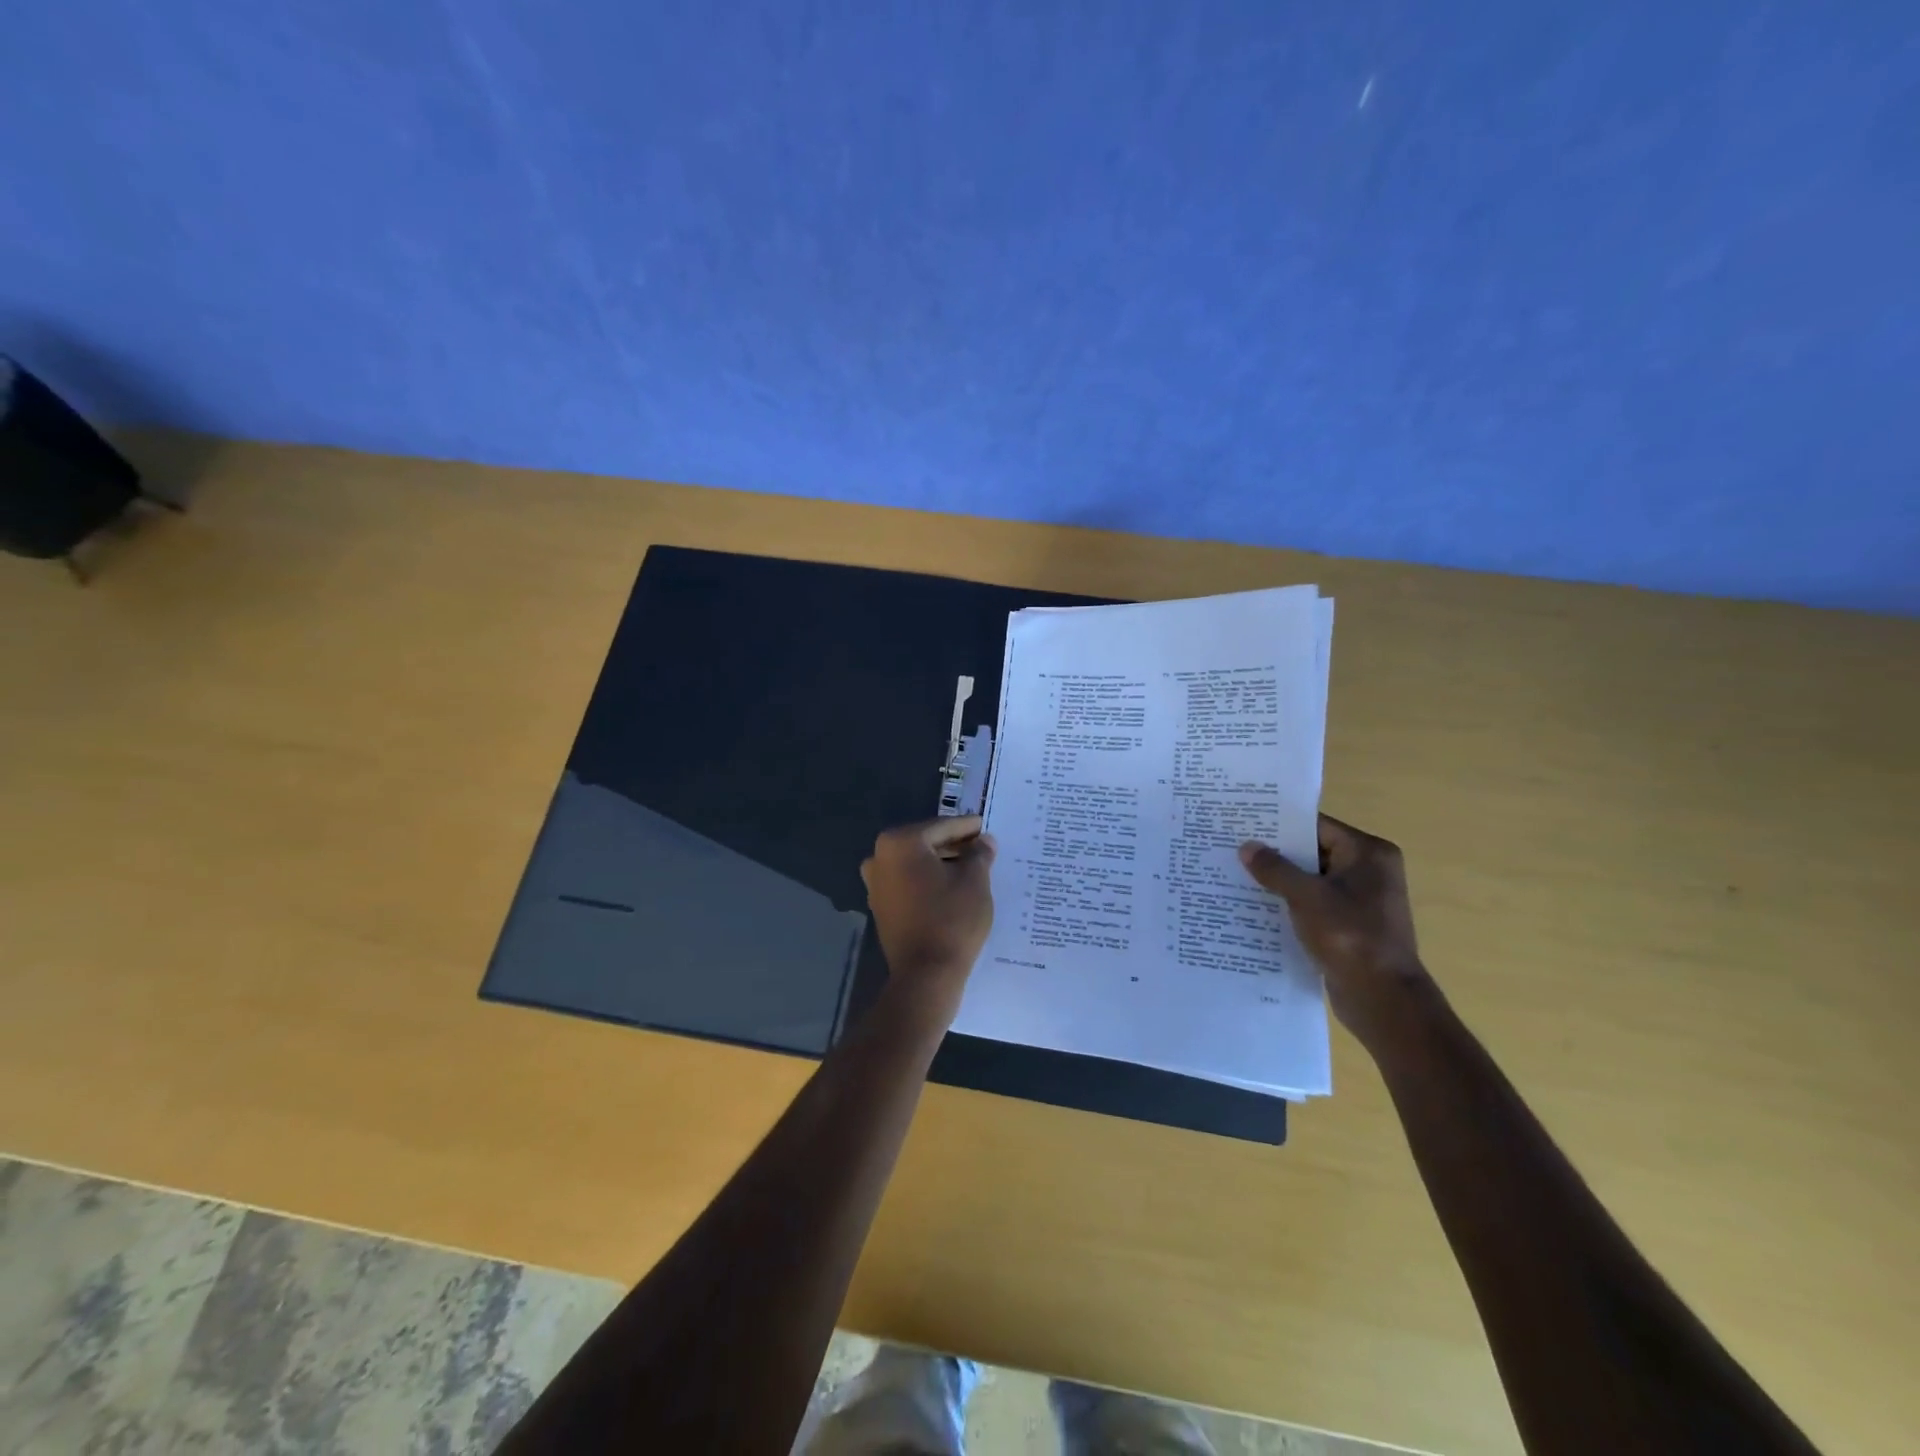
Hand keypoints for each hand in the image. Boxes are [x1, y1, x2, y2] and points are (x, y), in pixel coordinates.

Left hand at [861, 817, 996, 1023]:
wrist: (926, 974)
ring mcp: (876, 883)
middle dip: (954, 845)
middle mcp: (880, 856)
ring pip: (916, 864)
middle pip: (926, 843)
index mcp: (900, 842)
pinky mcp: (880, 906)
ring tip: (973, 868)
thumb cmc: (952, 919)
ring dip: (942, 863)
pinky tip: (952, 887)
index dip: (967, 827)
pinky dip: (929, 881)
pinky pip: (909, 883)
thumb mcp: (975, 881)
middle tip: (983, 847)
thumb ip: (979, 854)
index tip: (985, 826)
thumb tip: (984, 841)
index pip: (942, 827)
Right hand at [1240, 814, 1435, 1049]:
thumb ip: (1275, 869)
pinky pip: (1314, 903)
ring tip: (1237, 873)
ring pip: (1312, 879)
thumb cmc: (1350, 937)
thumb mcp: (1306, 897)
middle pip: (1314, 851)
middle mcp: (1370, 871)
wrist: (1383, 999)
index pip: (1317, 826)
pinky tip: (1257, 905)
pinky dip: (1290, 902)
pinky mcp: (1351, 925)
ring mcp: (1361, 900)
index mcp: (1369, 854)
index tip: (1245, 822)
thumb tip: (1247, 847)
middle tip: (1234, 846)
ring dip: (1280, 879)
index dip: (1281, 824)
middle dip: (1276, 853)